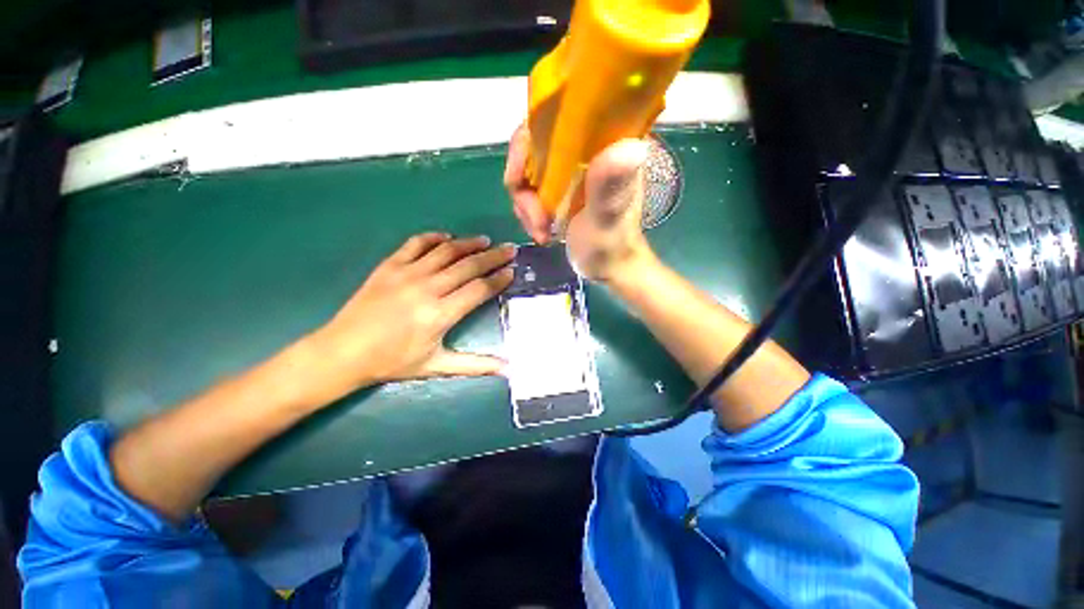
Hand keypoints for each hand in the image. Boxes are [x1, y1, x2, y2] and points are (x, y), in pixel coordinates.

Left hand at [306, 233, 514, 401]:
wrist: (343, 352)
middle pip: (468, 266)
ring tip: (485, 241)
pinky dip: (434, 238)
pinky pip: (416, 243)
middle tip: (510, 249)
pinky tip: (447, 238)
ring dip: (469, 243)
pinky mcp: (389, 265)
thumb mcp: (436, 366)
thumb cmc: (393, 361)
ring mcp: (407, 273)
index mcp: (440, 314)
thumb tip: (507, 369)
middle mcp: (427, 288)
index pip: (479, 289)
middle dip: (493, 256)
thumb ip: (475, 365)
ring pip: (446, 251)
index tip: (512, 271)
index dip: (499, 279)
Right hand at [503, 125, 652, 282]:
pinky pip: (529, 189)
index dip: (529, 140)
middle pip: (534, 145)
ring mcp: (570, 168)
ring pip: (528, 170)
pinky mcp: (560, 186)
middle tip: (536, 219)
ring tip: (541, 231)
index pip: (558, 114)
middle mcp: (585, 148)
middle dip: (524, 186)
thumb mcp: (608, 219)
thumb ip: (610, 187)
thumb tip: (629, 146)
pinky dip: (528, 211)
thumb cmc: (613, 246)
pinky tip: (541, 231)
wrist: (608, 268)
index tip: (519, 179)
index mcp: (606, 143)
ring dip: (525, 205)